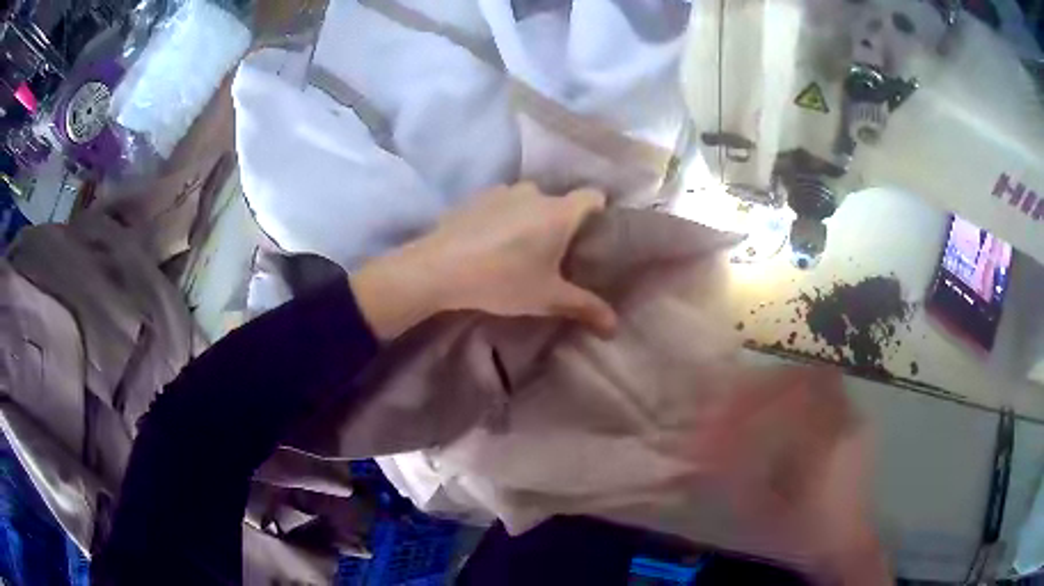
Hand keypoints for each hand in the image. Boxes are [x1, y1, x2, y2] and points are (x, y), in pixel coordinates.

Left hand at [351, 183, 617, 339]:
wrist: (438, 269)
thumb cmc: (501, 280)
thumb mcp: (547, 298)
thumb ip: (584, 307)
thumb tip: (615, 326)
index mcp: (559, 211)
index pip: (594, 197)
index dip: (600, 214)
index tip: (594, 238)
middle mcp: (534, 192)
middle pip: (560, 203)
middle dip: (562, 225)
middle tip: (556, 256)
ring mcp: (502, 191)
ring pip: (529, 202)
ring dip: (531, 220)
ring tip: (520, 251)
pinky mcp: (476, 198)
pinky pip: (502, 205)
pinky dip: (504, 219)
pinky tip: (490, 245)